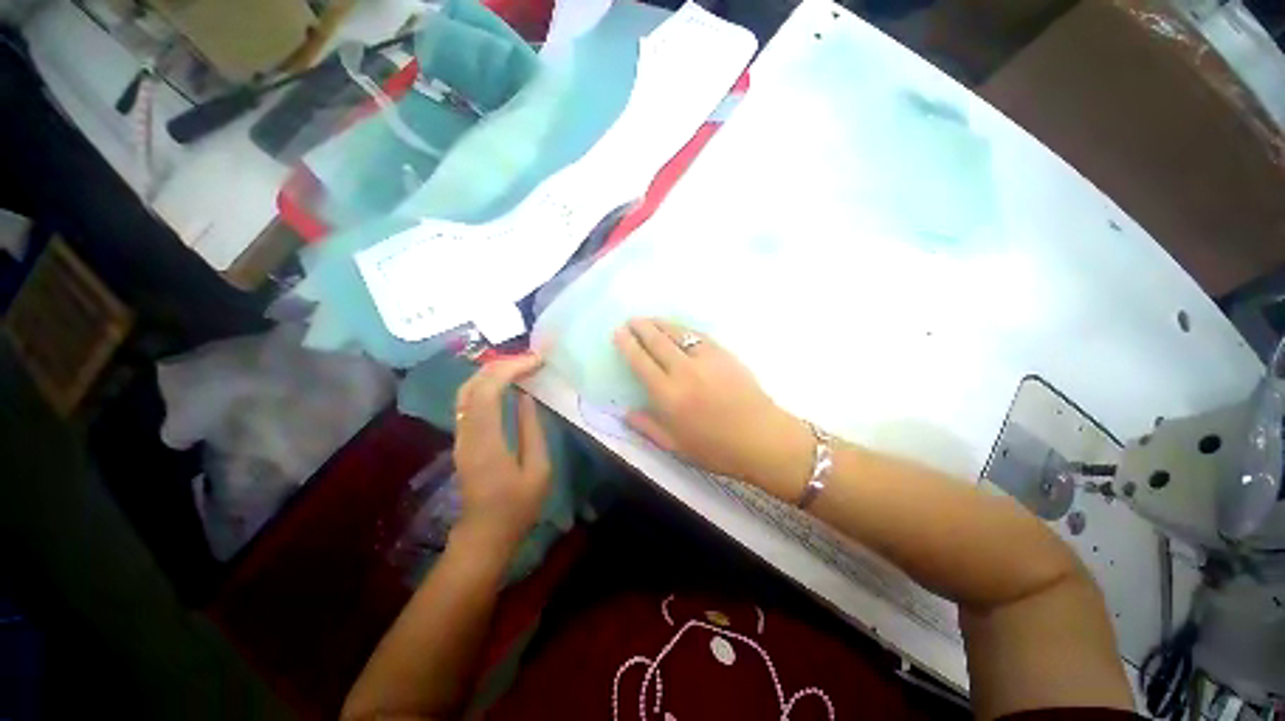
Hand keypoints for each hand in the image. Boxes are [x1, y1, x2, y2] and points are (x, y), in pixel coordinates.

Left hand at [451, 354, 551, 549]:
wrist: (485, 533)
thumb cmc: (518, 506)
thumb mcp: (538, 469)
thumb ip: (532, 429)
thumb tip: (527, 396)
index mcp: (486, 441)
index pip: (488, 391)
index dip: (511, 369)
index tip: (536, 360)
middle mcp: (467, 433)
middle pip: (473, 385)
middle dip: (502, 364)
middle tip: (531, 359)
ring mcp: (461, 435)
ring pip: (467, 390)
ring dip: (493, 372)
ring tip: (521, 366)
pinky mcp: (463, 438)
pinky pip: (469, 401)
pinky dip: (487, 384)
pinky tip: (506, 383)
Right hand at [614, 318, 814, 498]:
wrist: (762, 437)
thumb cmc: (716, 448)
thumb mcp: (676, 446)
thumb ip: (647, 427)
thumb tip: (625, 412)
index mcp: (668, 395)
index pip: (641, 362)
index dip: (627, 345)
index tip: (619, 333)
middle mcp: (683, 371)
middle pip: (657, 341)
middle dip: (641, 327)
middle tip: (631, 320)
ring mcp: (706, 359)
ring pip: (677, 333)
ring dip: (660, 324)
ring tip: (649, 319)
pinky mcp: (724, 353)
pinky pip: (698, 335)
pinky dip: (684, 329)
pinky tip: (679, 329)